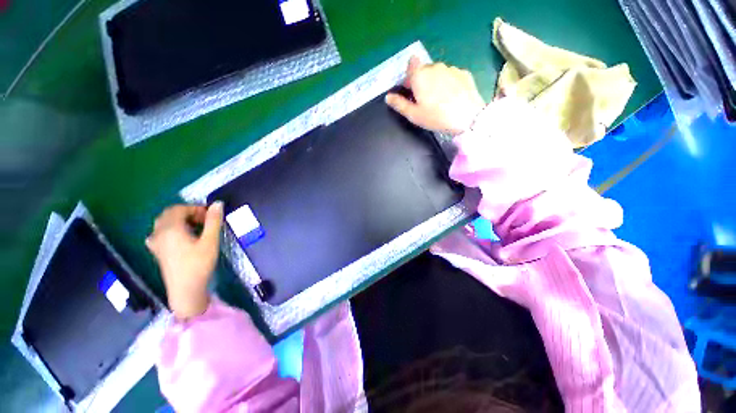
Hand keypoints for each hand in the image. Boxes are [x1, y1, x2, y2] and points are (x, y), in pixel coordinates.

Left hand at [146, 203, 223, 319]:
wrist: (185, 290)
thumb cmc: (199, 264)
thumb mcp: (210, 241)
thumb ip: (213, 221)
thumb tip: (218, 203)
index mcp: (170, 228)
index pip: (180, 209)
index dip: (196, 209)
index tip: (211, 216)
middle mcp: (159, 232)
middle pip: (169, 213)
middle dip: (188, 213)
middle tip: (204, 221)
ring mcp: (155, 242)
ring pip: (163, 222)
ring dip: (179, 220)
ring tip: (195, 228)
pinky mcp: (156, 251)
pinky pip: (160, 232)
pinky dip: (171, 229)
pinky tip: (180, 237)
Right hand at [386, 56, 485, 134]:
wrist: (467, 117)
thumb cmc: (436, 117)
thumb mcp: (414, 115)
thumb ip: (399, 104)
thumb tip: (388, 97)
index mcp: (420, 76)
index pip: (412, 63)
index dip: (410, 74)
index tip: (411, 88)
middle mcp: (435, 67)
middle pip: (424, 69)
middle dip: (422, 80)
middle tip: (425, 99)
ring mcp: (451, 68)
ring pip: (438, 72)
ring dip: (436, 81)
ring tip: (440, 99)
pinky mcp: (464, 73)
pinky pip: (451, 75)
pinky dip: (449, 83)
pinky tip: (452, 97)